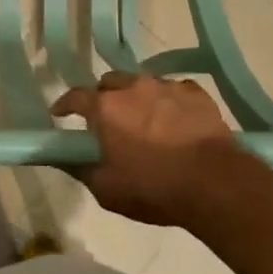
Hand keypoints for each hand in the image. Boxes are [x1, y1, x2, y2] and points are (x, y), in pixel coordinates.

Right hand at [50, 71, 254, 227]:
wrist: (216, 184)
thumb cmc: (154, 188)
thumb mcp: (107, 190)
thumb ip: (78, 168)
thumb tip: (57, 157)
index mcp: (106, 108)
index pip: (75, 96)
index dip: (64, 105)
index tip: (60, 114)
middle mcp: (133, 87)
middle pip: (109, 83)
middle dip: (103, 98)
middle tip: (107, 121)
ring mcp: (166, 86)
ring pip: (142, 84)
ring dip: (137, 98)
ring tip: (144, 121)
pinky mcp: (195, 92)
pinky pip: (173, 90)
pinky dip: (168, 102)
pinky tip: (175, 121)